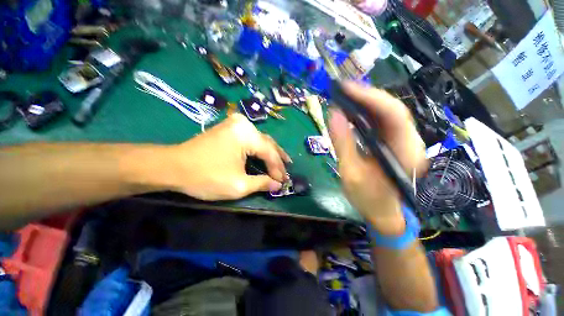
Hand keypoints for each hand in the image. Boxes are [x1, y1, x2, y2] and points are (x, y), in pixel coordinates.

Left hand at [164, 114, 289, 199]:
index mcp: (247, 135)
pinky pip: (252, 138)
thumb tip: (278, 185)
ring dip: (270, 153)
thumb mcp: (238, 185)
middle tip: (287, 170)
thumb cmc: (206, 176)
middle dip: (277, 159)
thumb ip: (262, 183)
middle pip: (267, 143)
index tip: (283, 182)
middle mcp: (244, 124)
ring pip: (261, 140)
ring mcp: (236, 124)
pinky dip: (259, 149)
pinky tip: (265, 155)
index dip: (278, 169)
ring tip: (281, 163)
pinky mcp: (230, 128)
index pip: (269, 153)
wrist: (172, 166)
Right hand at [328, 82, 426, 234]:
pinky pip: (382, 122)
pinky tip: (352, 111)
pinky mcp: (396, 143)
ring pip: (387, 113)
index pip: (393, 114)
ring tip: (345, 96)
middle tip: (342, 90)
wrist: (386, 214)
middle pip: (392, 109)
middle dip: (366, 96)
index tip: (346, 88)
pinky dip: (366, 113)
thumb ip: (343, 143)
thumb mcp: (351, 173)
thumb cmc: (369, 199)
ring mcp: (405, 141)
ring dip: (366, 102)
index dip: (370, 97)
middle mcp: (411, 142)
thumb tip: (333, 113)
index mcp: (405, 152)